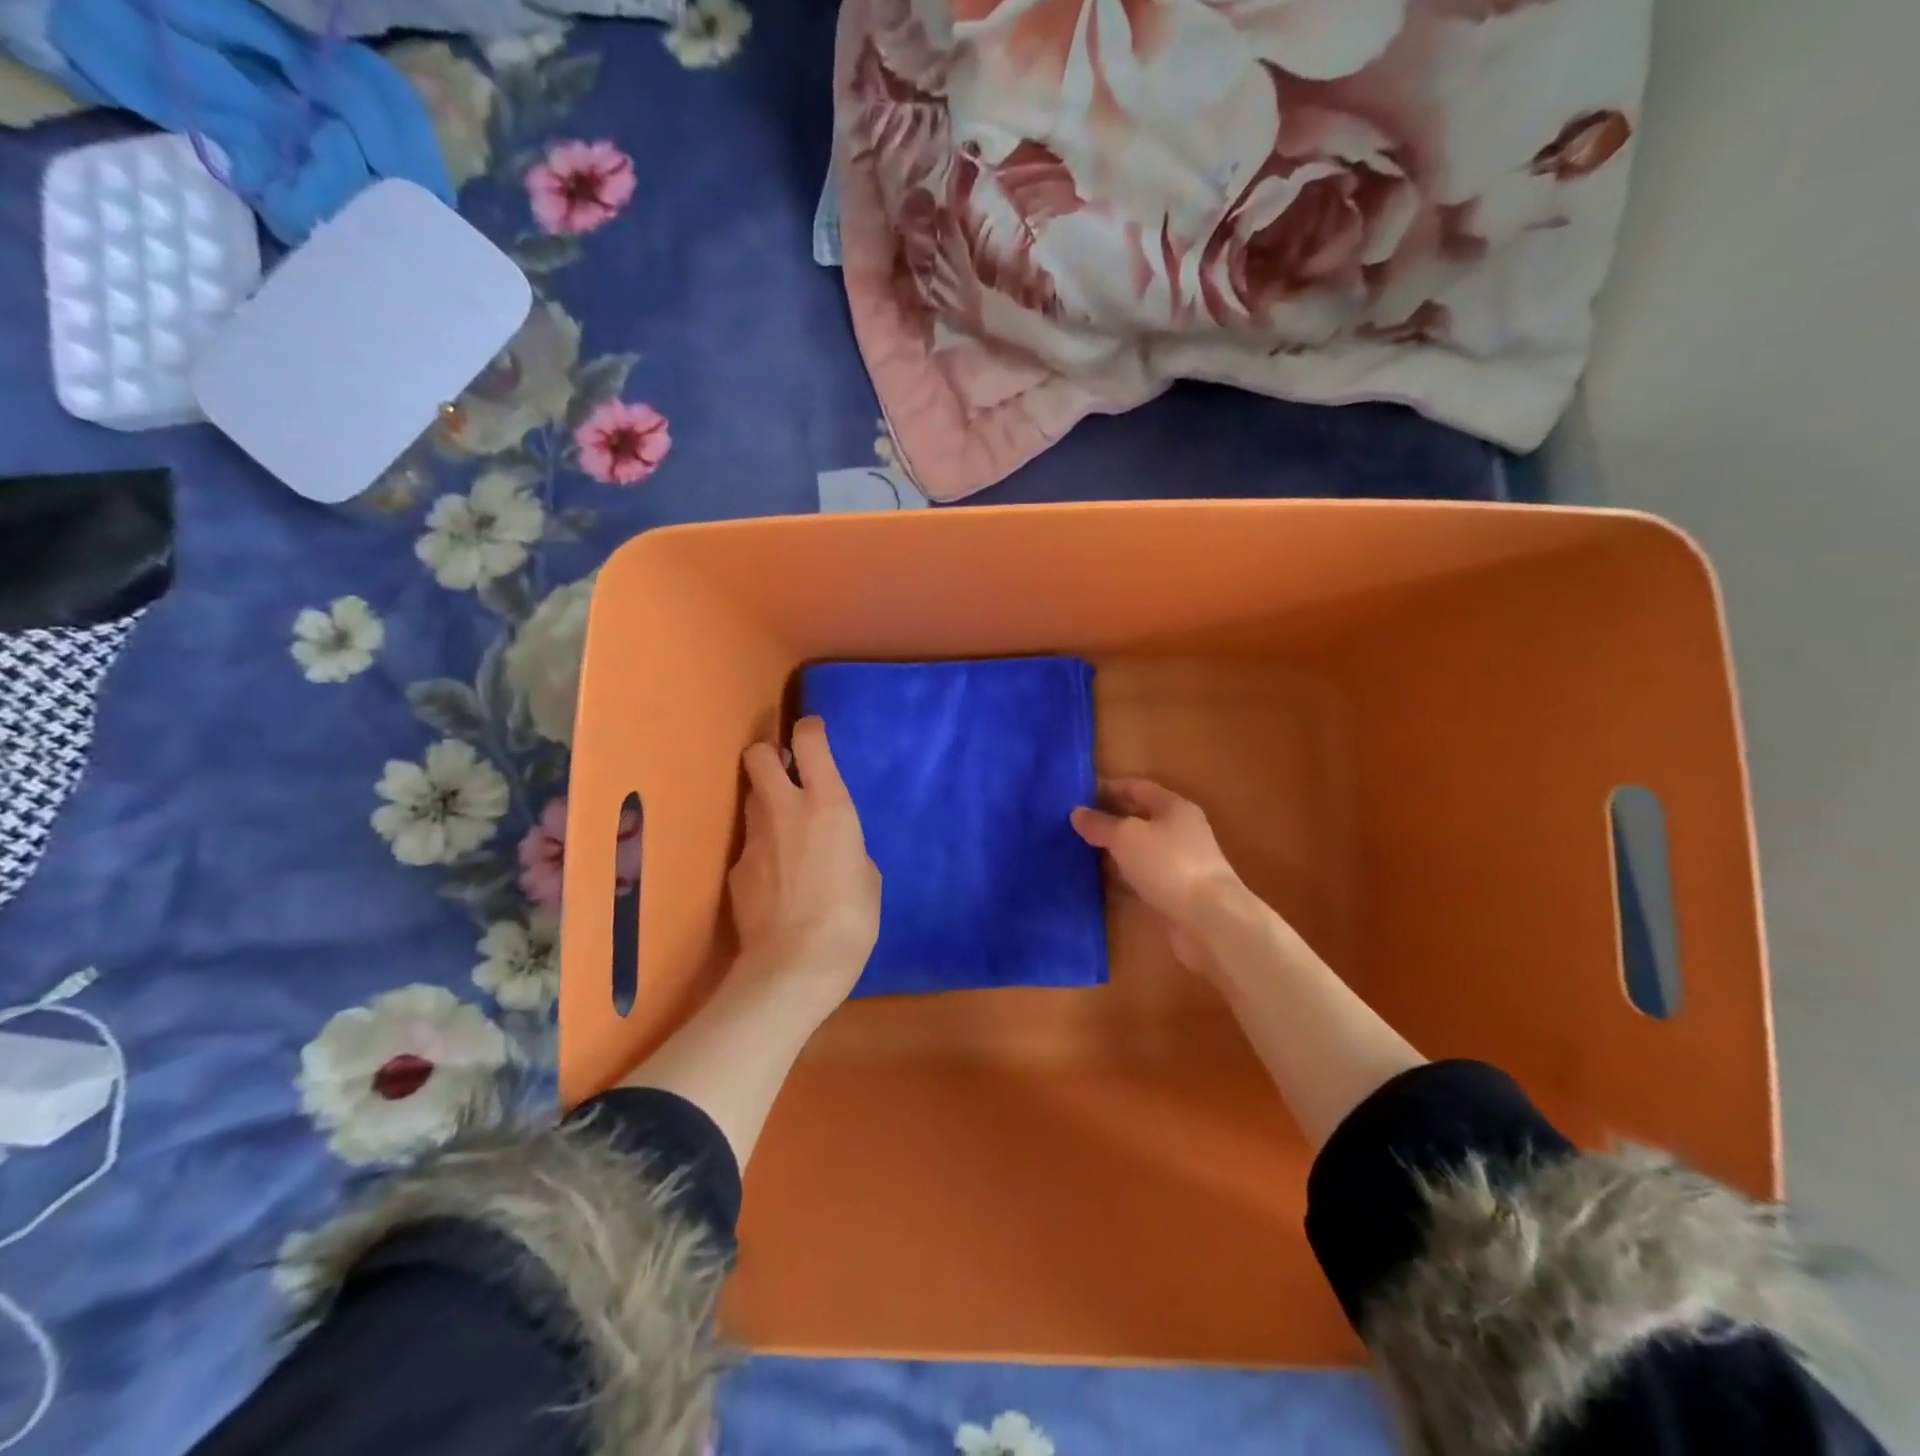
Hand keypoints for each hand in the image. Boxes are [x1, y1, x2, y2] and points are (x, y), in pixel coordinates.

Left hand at [729, 716, 880, 1005]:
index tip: (811, 733)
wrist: (796, 965)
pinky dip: (762, 852)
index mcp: (828, 804)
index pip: (808, 741)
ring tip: (783, 831)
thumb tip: (833, 847)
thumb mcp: (868, 874)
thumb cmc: (851, 917)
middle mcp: (785, 809)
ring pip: (751, 799)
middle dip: (768, 755)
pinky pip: (750, 846)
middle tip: (784, 773)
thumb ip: (847, 846)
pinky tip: (775, 882)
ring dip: (765, 804)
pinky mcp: (735, 870)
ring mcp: (754, 838)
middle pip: (758, 756)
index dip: (808, 730)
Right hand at [1071, 779, 1247, 973]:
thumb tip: (1077, 813)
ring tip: (1078, 853)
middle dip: (1108, 821)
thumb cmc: (1169, 865)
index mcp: (1173, 808)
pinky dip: (1121, 879)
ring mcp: (1179, 865)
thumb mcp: (1126, 837)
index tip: (1078, 796)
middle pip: (1139, 819)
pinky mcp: (1175, 894)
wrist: (1210, 921)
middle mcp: (1179, 831)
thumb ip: (1100, 824)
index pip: (1137, 788)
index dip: (1109, 788)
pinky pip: (1141, 879)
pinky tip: (1098, 883)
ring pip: (1139, 851)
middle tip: (1073, 827)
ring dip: (1113, 852)